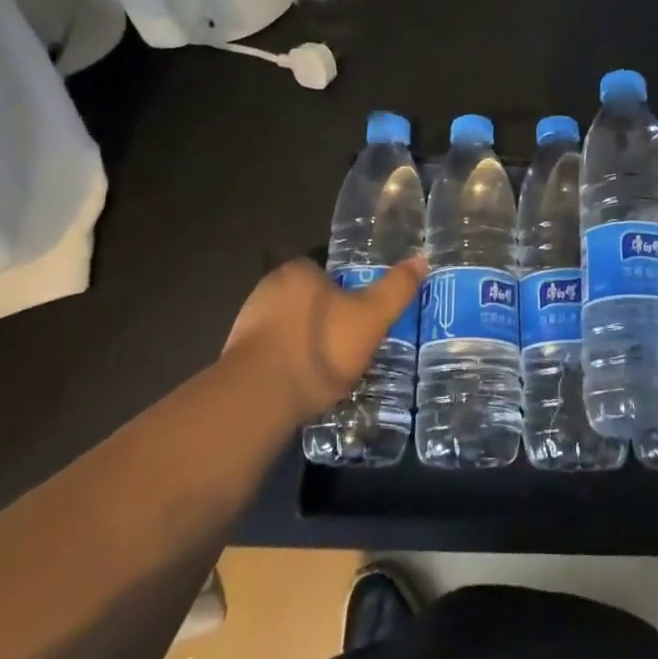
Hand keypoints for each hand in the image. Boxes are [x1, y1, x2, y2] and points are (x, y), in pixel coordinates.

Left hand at [220, 255, 427, 425]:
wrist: (259, 400)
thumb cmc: (320, 348)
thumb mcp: (371, 317)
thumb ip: (396, 288)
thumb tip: (422, 258)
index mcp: (298, 270)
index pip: (329, 272)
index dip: (348, 293)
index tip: (363, 317)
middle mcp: (268, 287)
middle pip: (309, 300)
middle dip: (327, 320)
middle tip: (351, 346)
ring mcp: (248, 322)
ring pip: (289, 328)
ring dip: (306, 344)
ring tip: (329, 372)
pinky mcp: (235, 357)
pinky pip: (271, 355)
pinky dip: (287, 366)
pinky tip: (302, 387)